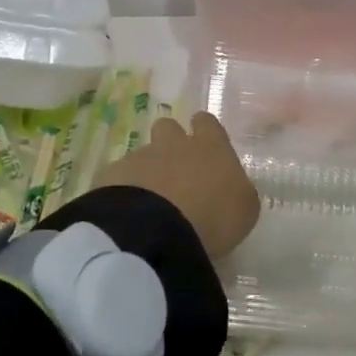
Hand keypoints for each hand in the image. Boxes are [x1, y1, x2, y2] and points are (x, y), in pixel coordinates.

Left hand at [95, 113, 260, 261]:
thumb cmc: (213, 217)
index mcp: (210, 146)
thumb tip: (230, 188)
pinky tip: (130, 215)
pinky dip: (124, 193)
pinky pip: (119, 179)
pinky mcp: (111, 177)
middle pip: (168, 127)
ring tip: (151, 206)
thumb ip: (237, 191)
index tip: (206, 145)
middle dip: (170, 142)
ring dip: (147, 173)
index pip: (207, 123)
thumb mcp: (244, 209)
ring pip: (142, 156)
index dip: (205, 131)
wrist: (156, 232)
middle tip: (176, 172)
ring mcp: (139, 158)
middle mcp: (173, 144)